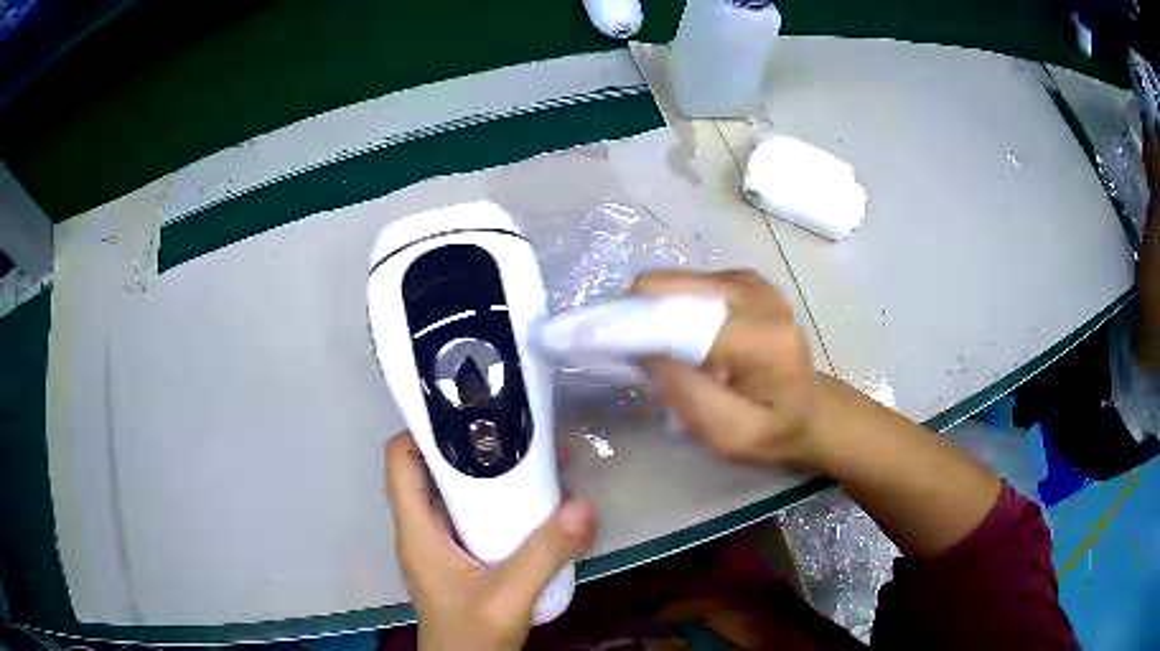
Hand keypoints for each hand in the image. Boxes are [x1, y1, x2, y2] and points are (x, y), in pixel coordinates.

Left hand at [385, 432, 597, 650]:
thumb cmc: (471, 637)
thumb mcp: (508, 597)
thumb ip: (544, 554)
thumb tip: (585, 504)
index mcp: (418, 531)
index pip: (400, 461)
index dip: (423, 430)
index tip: (467, 412)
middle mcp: (424, 530)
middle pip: (432, 470)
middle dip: (470, 446)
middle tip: (515, 427)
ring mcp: (443, 546)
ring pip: (457, 494)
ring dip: (490, 475)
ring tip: (536, 454)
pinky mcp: (462, 559)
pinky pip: (475, 517)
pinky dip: (501, 502)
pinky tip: (539, 501)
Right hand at [631, 270, 823, 467]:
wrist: (813, 410)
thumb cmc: (775, 432)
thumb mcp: (731, 436)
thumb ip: (688, 395)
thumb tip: (646, 350)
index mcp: (762, 339)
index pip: (680, 317)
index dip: (632, 326)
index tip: (599, 345)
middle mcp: (758, 296)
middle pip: (670, 287)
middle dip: (639, 316)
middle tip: (633, 355)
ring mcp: (752, 282)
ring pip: (674, 282)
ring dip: (657, 315)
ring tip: (664, 354)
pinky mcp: (744, 278)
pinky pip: (689, 284)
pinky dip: (674, 309)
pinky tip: (687, 340)